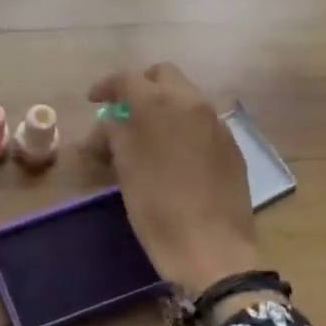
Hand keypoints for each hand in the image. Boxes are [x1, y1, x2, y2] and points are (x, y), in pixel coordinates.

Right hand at [86, 63, 260, 296]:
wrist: (212, 249)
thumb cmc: (157, 207)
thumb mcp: (125, 168)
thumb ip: (115, 134)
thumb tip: (110, 124)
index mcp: (160, 104)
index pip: (127, 79)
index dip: (106, 86)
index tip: (93, 101)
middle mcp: (192, 103)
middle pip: (163, 75)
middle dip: (141, 86)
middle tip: (124, 109)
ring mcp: (216, 123)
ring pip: (186, 96)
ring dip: (164, 104)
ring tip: (148, 132)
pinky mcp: (231, 145)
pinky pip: (203, 121)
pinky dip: (183, 125)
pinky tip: (174, 152)